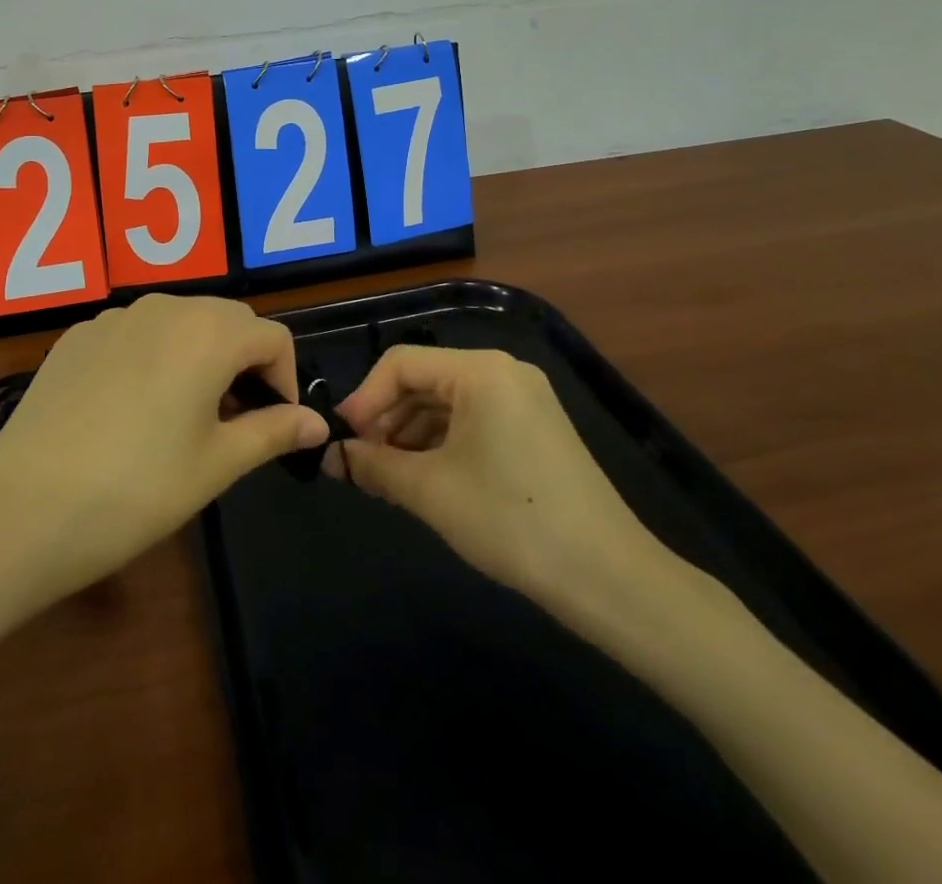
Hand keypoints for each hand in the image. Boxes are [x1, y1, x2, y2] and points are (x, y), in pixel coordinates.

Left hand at [0, 295, 328, 626]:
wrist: (21, 510)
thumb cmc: (136, 490)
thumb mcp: (216, 465)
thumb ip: (273, 432)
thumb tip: (318, 423)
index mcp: (208, 333)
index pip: (272, 336)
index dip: (284, 378)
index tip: (273, 423)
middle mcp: (164, 307)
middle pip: (228, 319)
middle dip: (244, 360)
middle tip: (233, 419)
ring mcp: (114, 317)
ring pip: (180, 320)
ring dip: (199, 354)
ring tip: (184, 412)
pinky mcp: (78, 335)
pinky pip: (135, 331)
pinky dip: (153, 355)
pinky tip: (130, 407)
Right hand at [328, 345, 674, 626]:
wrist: (608, 577)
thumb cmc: (511, 521)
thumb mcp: (431, 492)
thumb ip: (374, 466)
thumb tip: (333, 458)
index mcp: (480, 371)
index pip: (400, 364)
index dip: (364, 399)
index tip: (341, 441)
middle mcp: (503, 371)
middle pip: (424, 380)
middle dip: (387, 418)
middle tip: (360, 462)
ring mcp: (524, 398)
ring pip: (448, 402)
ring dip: (411, 433)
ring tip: (387, 475)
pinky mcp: (535, 427)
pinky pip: (474, 419)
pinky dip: (442, 441)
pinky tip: (425, 476)